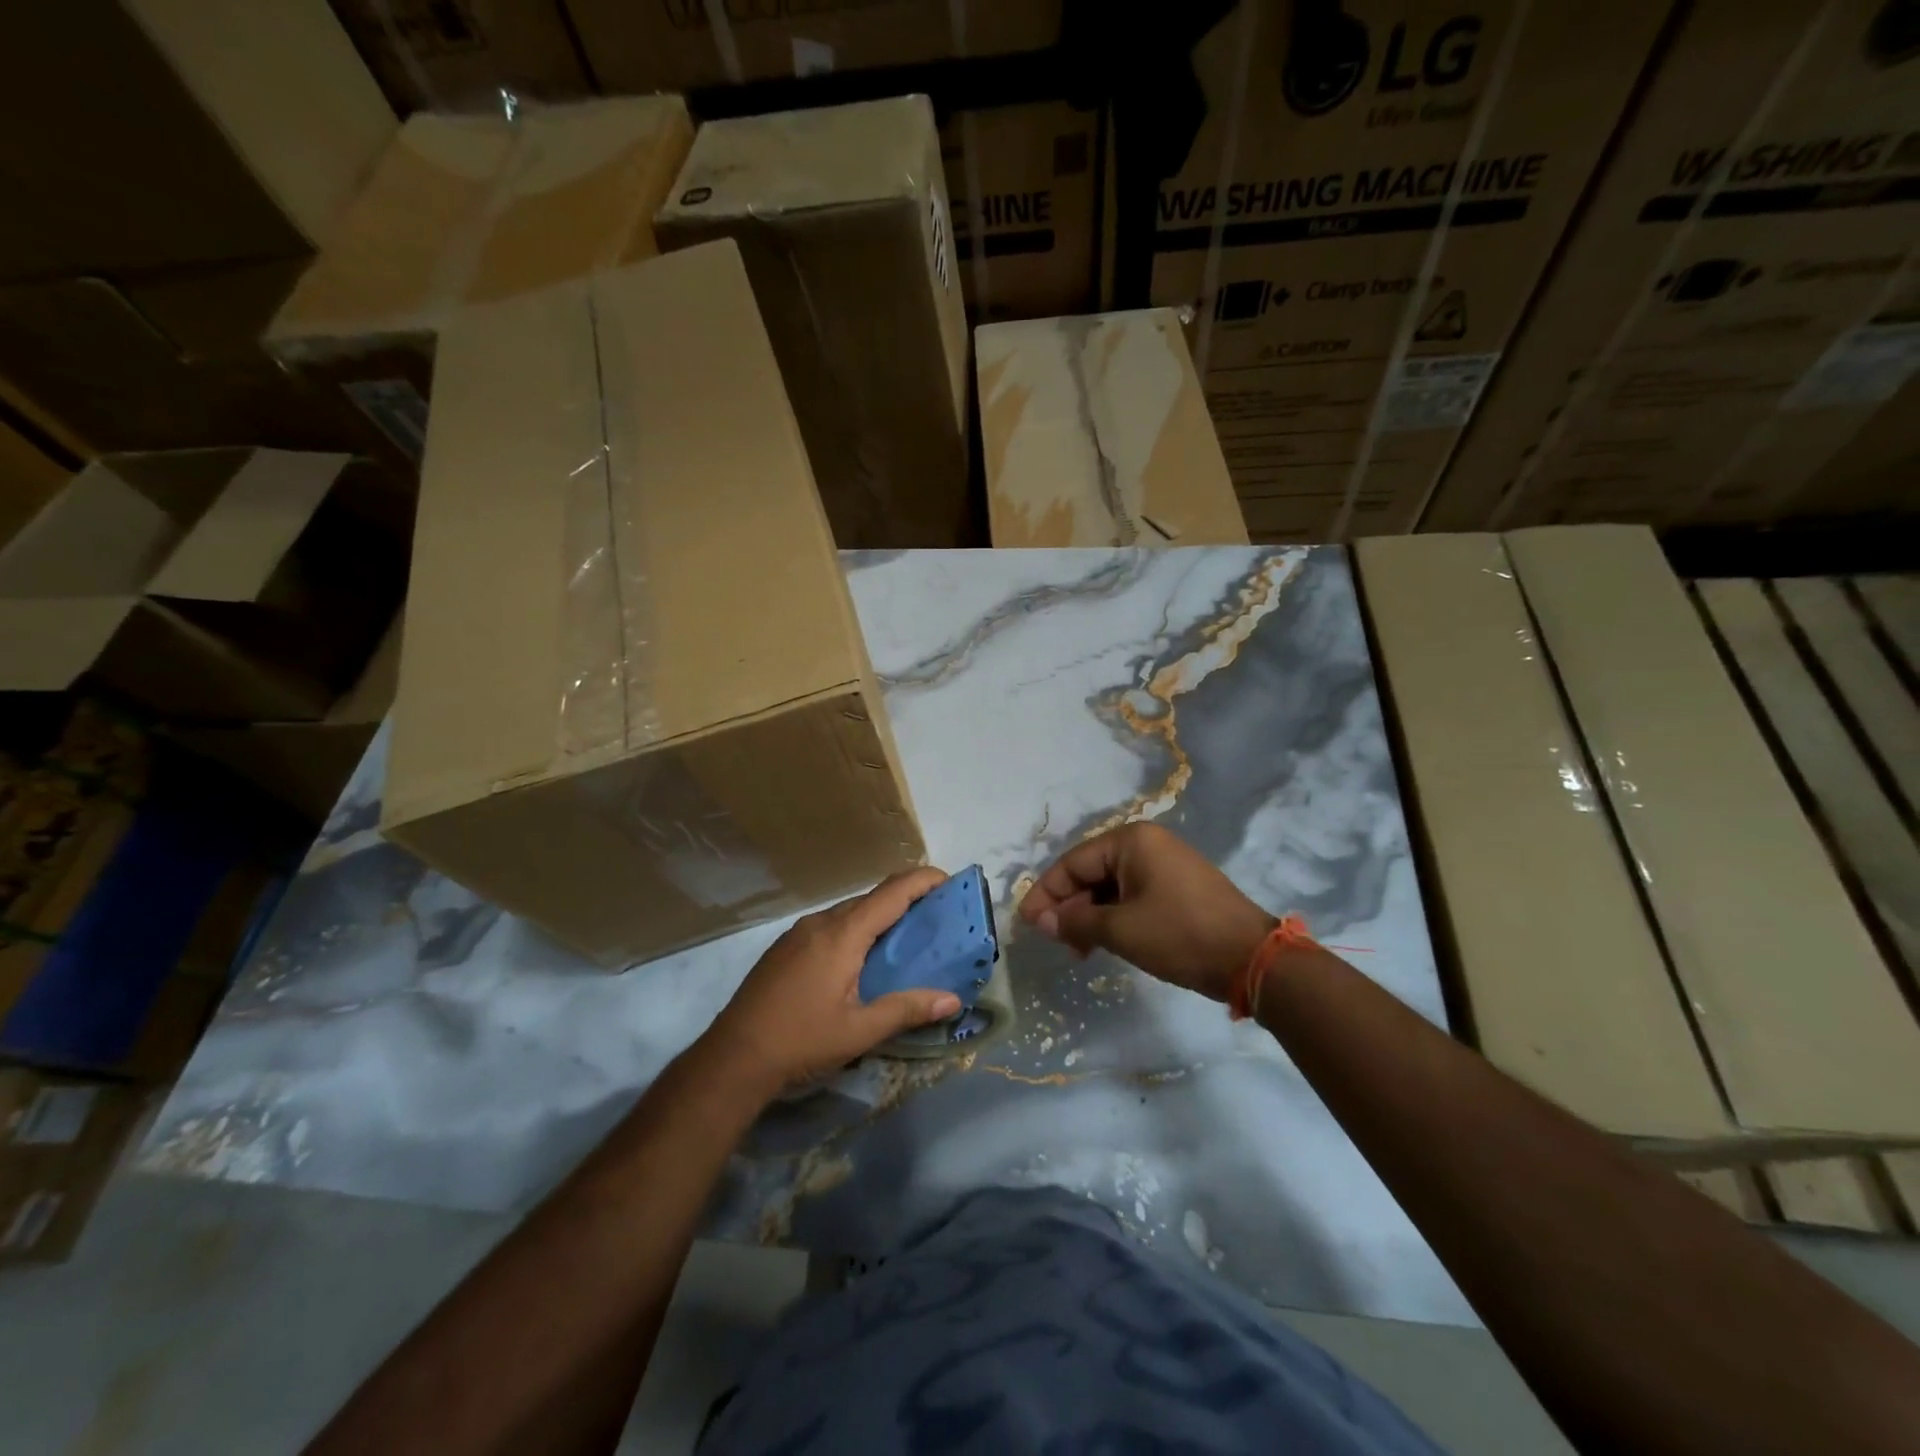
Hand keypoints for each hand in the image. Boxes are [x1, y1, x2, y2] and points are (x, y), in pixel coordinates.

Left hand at [701, 868, 962, 1095]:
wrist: (732, 1058)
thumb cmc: (800, 1041)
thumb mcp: (859, 1031)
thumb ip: (906, 1009)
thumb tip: (952, 1000)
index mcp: (842, 934)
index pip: (892, 892)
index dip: (923, 880)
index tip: (950, 881)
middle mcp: (821, 923)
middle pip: (872, 898)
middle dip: (907, 899)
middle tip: (937, 917)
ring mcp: (798, 933)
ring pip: (849, 912)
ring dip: (879, 916)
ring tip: (906, 938)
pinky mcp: (785, 948)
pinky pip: (830, 925)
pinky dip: (856, 929)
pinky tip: (862, 958)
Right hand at [1020, 822, 1273, 1001]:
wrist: (1252, 958)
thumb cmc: (1180, 935)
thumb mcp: (1121, 930)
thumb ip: (1075, 922)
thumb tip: (1040, 920)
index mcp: (1131, 841)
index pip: (1073, 863)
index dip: (1046, 893)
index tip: (1027, 923)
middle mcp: (1146, 844)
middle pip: (1091, 872)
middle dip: (1069, 907)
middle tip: (1056, 941)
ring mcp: (1164, 864)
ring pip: (1110, 887)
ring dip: (1090, 916)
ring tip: (1079, 950)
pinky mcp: (1177, 887)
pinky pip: (1132, 895)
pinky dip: (1114, 917)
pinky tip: (1105, 942)